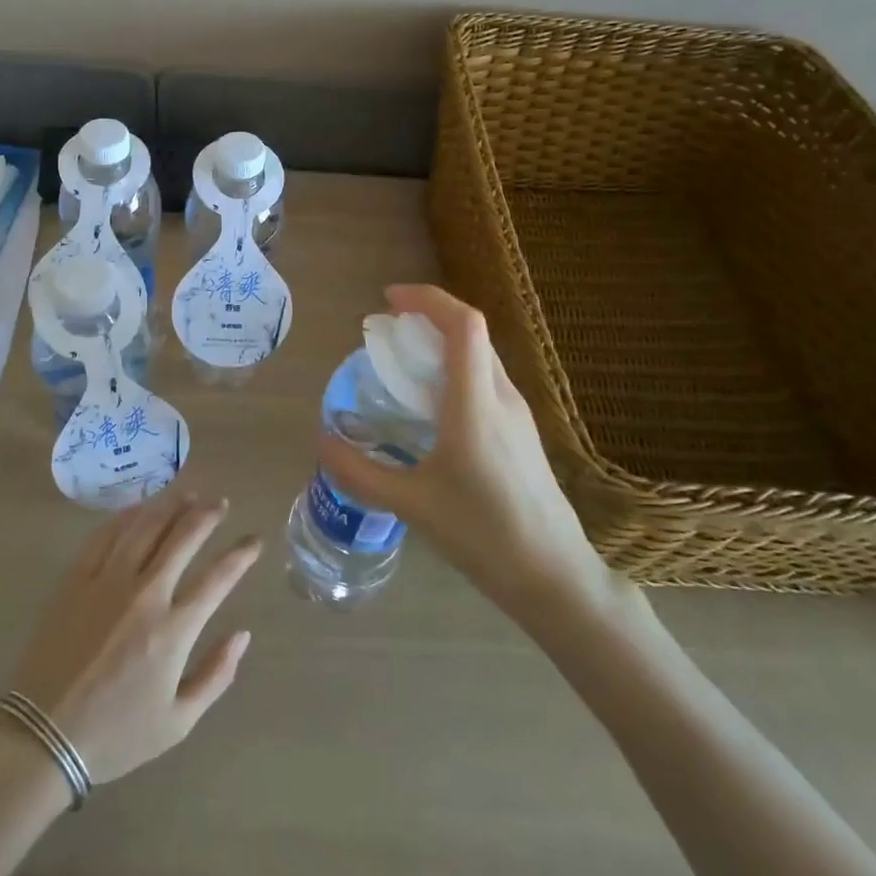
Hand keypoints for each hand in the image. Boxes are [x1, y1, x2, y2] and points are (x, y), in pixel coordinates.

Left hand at [9, 492, 259, 785]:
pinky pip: (106, 535)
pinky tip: (140, 509)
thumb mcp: (178, 722)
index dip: (241, 554)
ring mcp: (107, 581)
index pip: (218, 577)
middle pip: (183, 537)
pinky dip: (128, 516)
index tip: (254, 540)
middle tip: (220, 503)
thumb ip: (216, 675)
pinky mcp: (76, 578)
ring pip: (145, 526)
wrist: (42, 736)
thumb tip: (243, 634)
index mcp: (173, 629)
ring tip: (188, 495)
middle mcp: (145, 594)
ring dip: (171, 506)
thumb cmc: (115, 734)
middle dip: (207, 515)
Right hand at [318, 284, 619, 618]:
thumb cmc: (483, 535)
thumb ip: (361, 471)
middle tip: (386, 333)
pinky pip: (487, 382)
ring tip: (402, 366)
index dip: (427, 299)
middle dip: (428, 318)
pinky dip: (456, 372)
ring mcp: (518, 415)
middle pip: (472, 333)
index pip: (463, 324)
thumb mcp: (411, 504)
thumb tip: (322, 442)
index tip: (389, 300)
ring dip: (443, 345)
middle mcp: (503, 397)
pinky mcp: (523, 434)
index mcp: (476, 404)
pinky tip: (432, 408)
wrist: (553, 577)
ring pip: (481, 357)